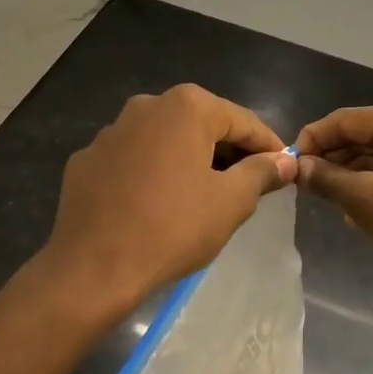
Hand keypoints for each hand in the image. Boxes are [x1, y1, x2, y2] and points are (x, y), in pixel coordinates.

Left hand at [44, 84, 295, 310]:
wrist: (94, 267)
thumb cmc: (173, 227)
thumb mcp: (231, 202)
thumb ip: (261, 173)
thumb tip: (285, 161)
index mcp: (186, 107)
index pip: (242, 121)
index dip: (268, 146)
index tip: (285, 168)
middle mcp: (146, 106)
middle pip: (202, 125)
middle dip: (228, 152)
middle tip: (249, 185)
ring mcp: (111, 132)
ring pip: (165, 141)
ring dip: (189, 161)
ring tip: (204, 196)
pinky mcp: (87, 160)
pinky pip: (134, 161)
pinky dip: (153, 174)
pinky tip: (158, 205)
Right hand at [295, 102, 372, 313]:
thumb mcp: (368, 203)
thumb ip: (328, 179)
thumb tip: (297, 167)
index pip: (347, 119)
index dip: (313, 139)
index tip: (286, 165)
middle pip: (363, 134)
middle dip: (332, 158)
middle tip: (301, 186)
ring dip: (350, 175)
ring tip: (323, 200)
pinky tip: (353, 211)